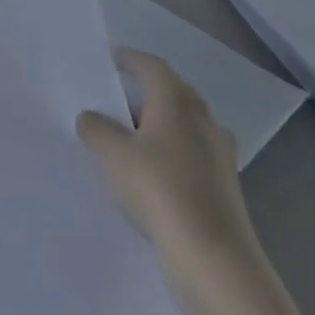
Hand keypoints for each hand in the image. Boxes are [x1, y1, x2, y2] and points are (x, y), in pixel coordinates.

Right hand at [77, 49, 260, 285]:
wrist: (212, 255)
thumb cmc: (159, 188)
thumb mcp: (112, 153)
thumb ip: (96, 129)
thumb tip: (91, 118)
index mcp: (177, 103)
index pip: (154, 68)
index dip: (132, 60)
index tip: (113, 59)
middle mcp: (203, 121)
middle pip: (174, 94)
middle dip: (146, 93)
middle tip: (116, 100)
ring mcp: (218, 155)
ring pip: (185, 127)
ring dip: (160, 126)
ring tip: (130, 138)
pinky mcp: (223, 186)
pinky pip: (191, 155)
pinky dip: (170, 154)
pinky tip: (151, 173)